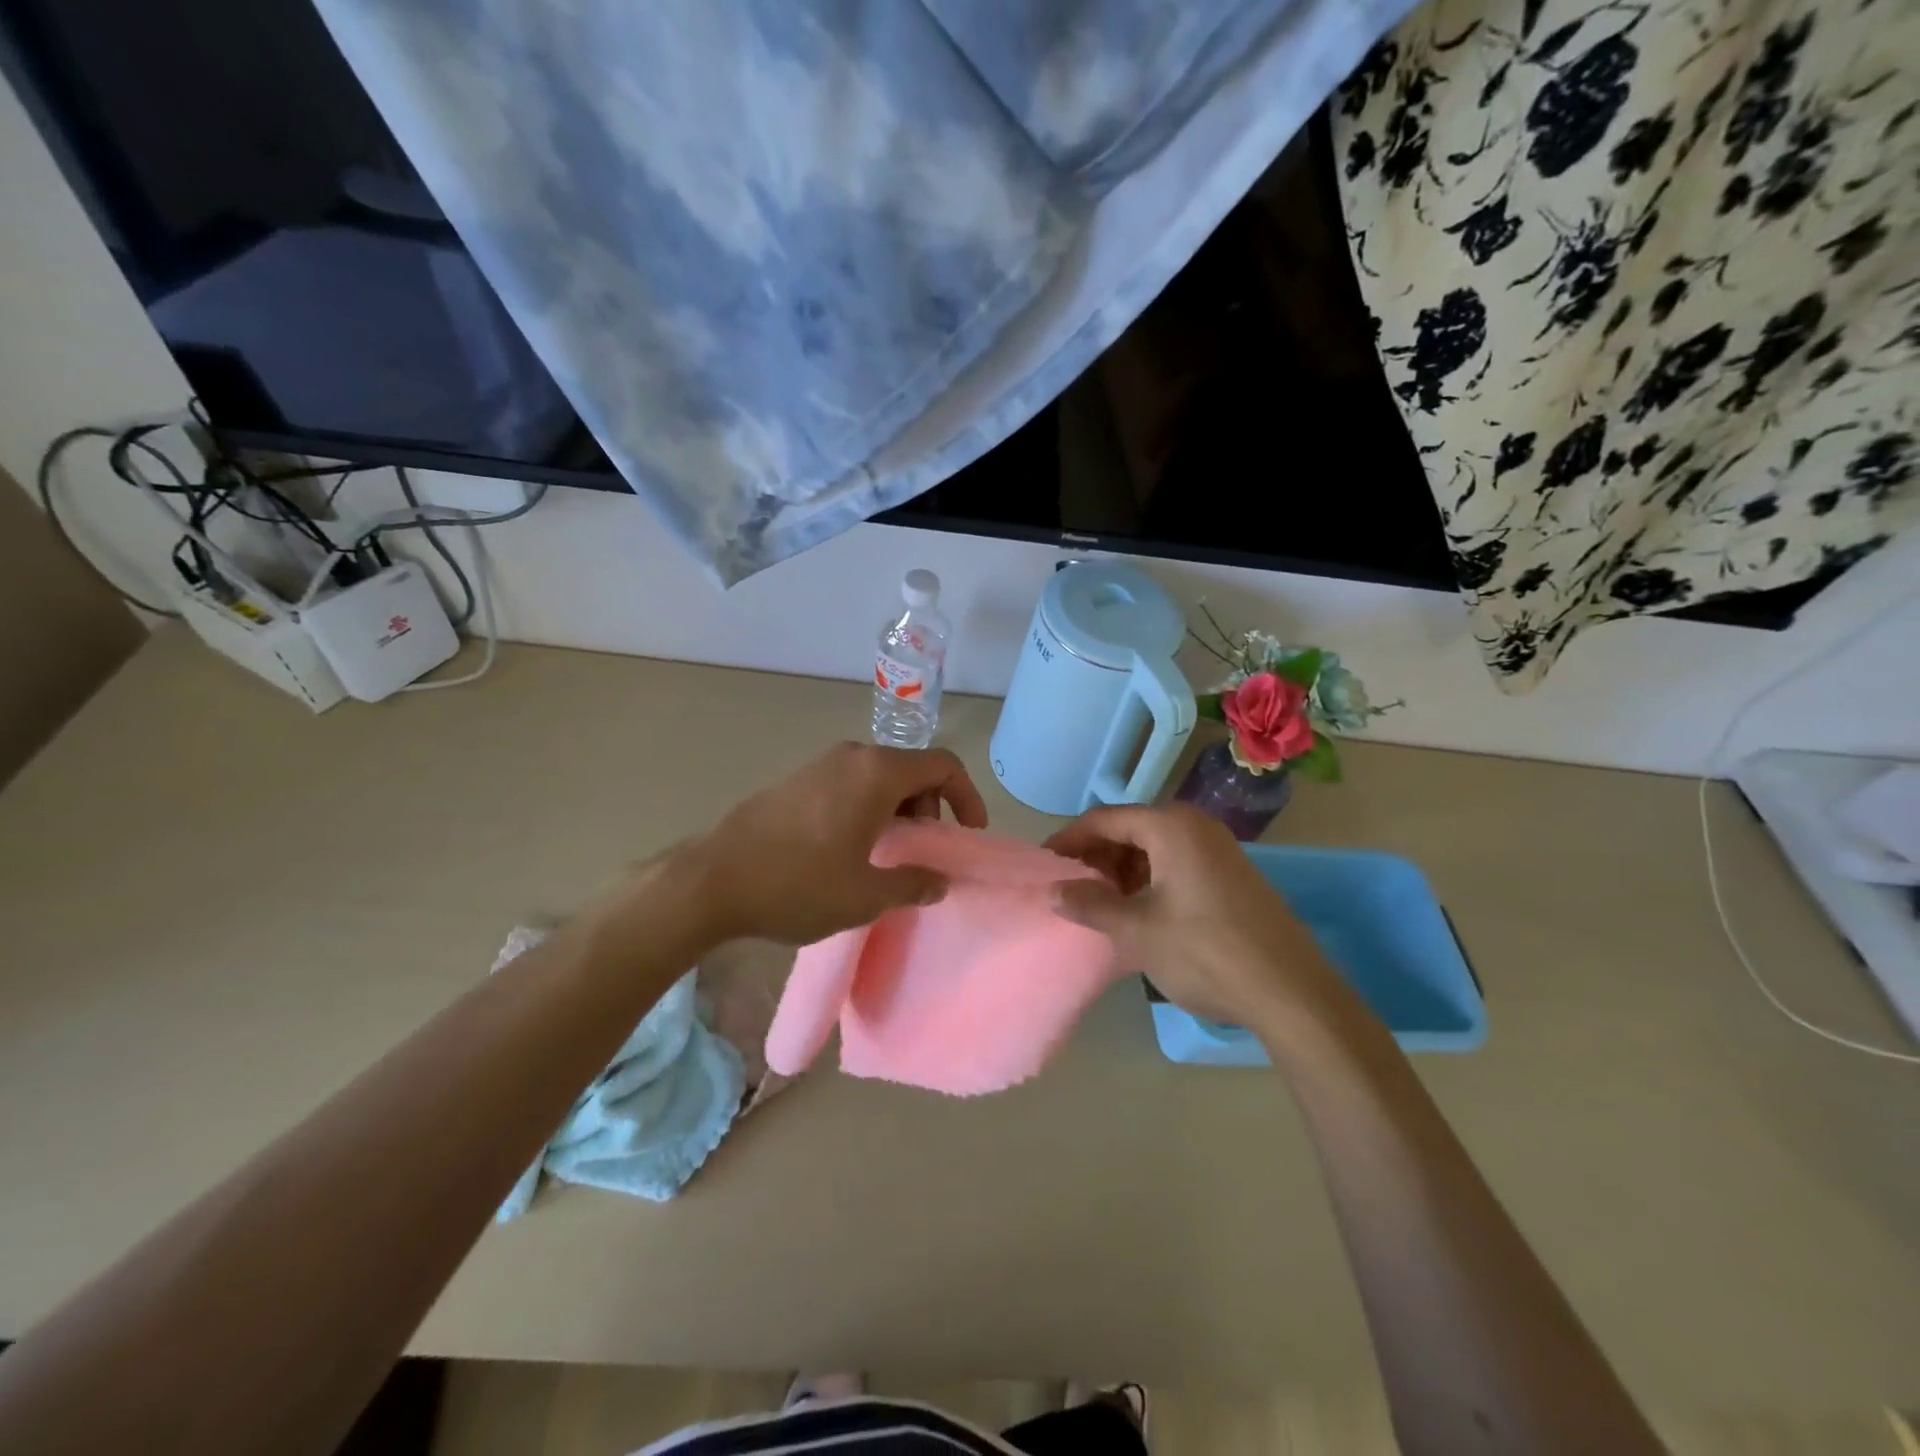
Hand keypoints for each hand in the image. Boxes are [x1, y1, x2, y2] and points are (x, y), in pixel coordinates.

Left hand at [674, 741, 988, 945]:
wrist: (712, 880)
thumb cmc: (798, 884)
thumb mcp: (866, 895)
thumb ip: (914, 884)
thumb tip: (940, 880)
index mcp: (877, 773)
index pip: (942, 765)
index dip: (967, 797)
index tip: (968, 834)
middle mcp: (852, 756)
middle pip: (912, 769)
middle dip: (930, 808)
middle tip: (922, 852)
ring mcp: (821, 765)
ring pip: (880, 777)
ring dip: (898, 810)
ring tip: (888, 856)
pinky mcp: (797, 780)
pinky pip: (850, 784)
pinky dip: (869, 808)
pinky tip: (851, 849)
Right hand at [1044, 803, 1340, 1029]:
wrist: (1291, 993)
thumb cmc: (1205, 952)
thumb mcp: (1137, 930)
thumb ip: (1090, 905)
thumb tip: (1053, 892)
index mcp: (1170, 826)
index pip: (1103, 820)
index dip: (1068, 841)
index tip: (1043, 865)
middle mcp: (1195, 826)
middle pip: (1129, 830)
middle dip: (1096, 858)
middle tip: (1070, 889)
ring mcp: (1218, 849)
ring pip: (1153, 848)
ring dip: (1121, 871)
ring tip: (1100, 905)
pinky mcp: (1231, 874)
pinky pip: (1176, 863)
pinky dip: (1149, 880)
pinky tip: (1138, 912)